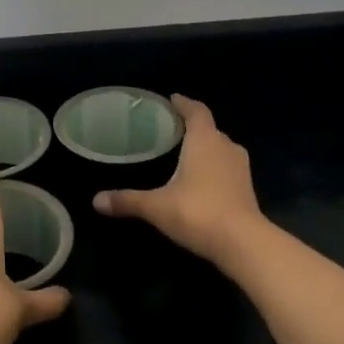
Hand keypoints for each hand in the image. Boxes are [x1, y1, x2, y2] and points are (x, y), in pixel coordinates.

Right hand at [93, 95, 268, 266]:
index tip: (172, 99)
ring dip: (206, 148)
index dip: (184, 104)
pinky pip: (227, 168)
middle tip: (170, 130)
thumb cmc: (198, 212)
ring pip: (221, 149)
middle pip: (210, 129)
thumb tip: (95, 201)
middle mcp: (226, 147)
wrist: (244, 244)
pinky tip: (200, 181)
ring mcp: (240, 169)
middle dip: (192, 127)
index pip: (197, 111)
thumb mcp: (157, 206)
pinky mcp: (247, 189)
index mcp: (205, 140)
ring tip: (184, 154)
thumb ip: (127, 200)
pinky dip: (214, 168)